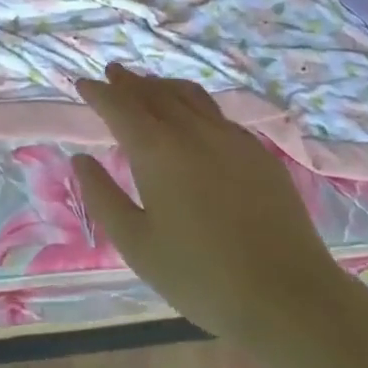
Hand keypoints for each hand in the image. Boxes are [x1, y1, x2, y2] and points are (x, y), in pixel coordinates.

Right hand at [73, 64, 348, 347]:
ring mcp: (229, 136)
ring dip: (162, 85)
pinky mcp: (257, 150)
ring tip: (148, 85)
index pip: (120, 106)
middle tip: (113, 72)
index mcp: (156, 149)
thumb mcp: (137, 245)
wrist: (287, 294)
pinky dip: (192, 102)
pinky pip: (215, 112)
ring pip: (188, 94)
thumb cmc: (201, 275)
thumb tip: (80, 160)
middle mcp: (191, 130)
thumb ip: (103, 197)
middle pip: (154, 92)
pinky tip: (194, 117)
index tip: (83, 82)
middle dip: (129, 81)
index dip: (98, 92)